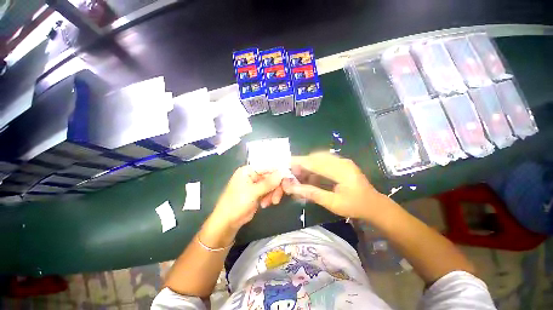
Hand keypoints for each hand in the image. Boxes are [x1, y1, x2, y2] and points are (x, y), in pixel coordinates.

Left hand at [212, 166, 282, 229]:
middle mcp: (252, 175)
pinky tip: (266, 204)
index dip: (277, 172)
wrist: (228, 221)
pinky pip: (269, 191)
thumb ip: (268, 183)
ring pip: (271, 184)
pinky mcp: (258, 192)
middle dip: (275, 187)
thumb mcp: (253, 192)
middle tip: (277, 197)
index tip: (287, 179)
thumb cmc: (237, 203)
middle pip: (270, 176)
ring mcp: (255, 184)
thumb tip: (282, 173)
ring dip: (273, 193)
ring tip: (270, 203)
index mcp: (248, 170)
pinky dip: (270, 197)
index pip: (267, 167)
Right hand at [282, 152, 384, 218]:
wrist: (374, 206)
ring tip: (298, 174)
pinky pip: (324, 162)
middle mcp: (342, 161)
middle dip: (302, 163)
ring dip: (307, 165)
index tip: (286, 163)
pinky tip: (309, 175)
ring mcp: (342, 162)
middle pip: (316, 157)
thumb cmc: (355, 206)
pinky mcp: (341, 164)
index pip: (316, 163)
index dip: (300, 162)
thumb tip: (293, 188)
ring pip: (319, 158)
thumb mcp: (333, 203)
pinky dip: (314, 167)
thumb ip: (312, 193)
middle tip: (291, 172)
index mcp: (342, 170)